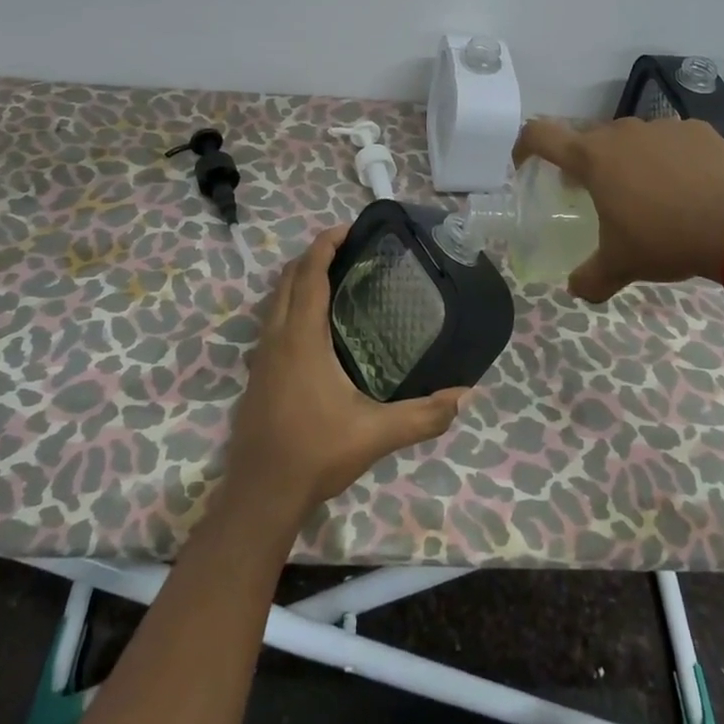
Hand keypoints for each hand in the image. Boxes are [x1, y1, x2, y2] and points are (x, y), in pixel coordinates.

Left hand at [224, 226, 466, 520]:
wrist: (260, 495)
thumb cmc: (315, 453)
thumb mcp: (376, 434)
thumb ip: (423, 415)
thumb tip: (466, 395)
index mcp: (301, 338)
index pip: (309, 273)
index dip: (325, 244)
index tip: (349, 228)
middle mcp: (276, 337)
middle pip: (289, 278)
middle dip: (314, 254)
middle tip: (350, 248)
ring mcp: (262, 355)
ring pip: (276, 298)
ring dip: (300, 277)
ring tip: (336, 276)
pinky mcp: (257, 372)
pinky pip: (272, 318)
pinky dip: (292, 301)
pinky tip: (316, 324)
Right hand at [514, 116, 723, 301]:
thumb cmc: (666, 239)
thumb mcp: (622, 265)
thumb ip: (590, 278)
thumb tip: (575, 290)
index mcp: (592, 158)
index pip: (540, 135)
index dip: (524, 146)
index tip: (524, 165)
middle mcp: (622, 132)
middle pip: (588, 139)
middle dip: (584, 164)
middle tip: (594, 195)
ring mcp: (662, 126)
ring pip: (631, 139)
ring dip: (627, 160)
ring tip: (647, 194)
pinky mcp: (698, 129)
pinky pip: (670, 140)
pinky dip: (668, 158)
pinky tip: (686, 187)